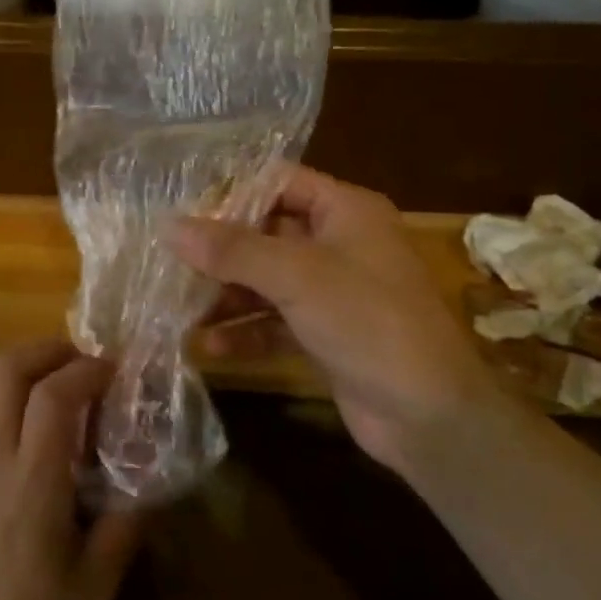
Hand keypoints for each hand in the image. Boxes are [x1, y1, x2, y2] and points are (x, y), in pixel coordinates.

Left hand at [0, 340, 143, 599]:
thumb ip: (126, 524)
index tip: (113, 370)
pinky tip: (17, 407)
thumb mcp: (98, 584)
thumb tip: (149, 482)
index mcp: (33, 484)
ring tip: (51, 376)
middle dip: (48, 350)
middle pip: (7, 370)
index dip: (85, 370)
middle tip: (81, 361)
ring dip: (17, 362)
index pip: (52, 397)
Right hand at [170, 165, 496, 471]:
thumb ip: (231, 249)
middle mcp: (340, 243)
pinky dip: (244, 331)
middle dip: (220, 250)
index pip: (278, 183)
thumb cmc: (368, 321)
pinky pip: (274, 321)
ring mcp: (333, 291)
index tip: (183, 210)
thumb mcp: (296, 275)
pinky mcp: (326, 334)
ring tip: (178, 305)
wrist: (431, 417)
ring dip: (226, 294)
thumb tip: (169, 227)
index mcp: (345, 211)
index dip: (232, 193)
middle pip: (266, 232)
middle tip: (170, 260)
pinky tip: (206, 346)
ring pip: (266, 280)